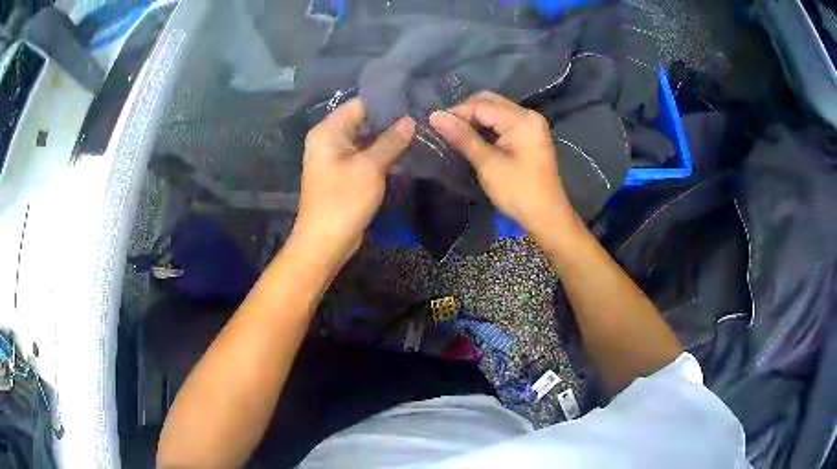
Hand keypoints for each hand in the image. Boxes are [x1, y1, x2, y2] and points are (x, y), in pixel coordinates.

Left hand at [292, 98, 414, 265]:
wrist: (325, 243)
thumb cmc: (343, 200)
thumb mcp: (370, 167)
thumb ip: (390, 141)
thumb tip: (409, 121)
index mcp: (328, 131)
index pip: (359, 105)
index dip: (386, 103)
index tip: (413, 102)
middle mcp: (329, 140)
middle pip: (362, 121)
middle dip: (390, 122)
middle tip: (421, 120)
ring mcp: (336, 158)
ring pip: (365, 140)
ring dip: (388, 140)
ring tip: (419, 134)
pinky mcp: (343, 174)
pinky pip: (364, 157)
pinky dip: (381, 156)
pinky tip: (405, 155)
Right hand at [429, 91, 574, 234]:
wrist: (546, 217)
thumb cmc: (518, 191)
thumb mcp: (488, 164)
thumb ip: (462, 137)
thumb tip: (435, 116)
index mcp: (522, 119)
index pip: (482, 105)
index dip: (456, 112)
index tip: (433, 124)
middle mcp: (528, 115)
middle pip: (490, 102)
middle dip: (465, 113)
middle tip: (443, 128)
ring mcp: (530, 125)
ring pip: (495, 112)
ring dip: (474, 120)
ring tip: (453, 133)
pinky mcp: (528, 136)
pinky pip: (502, 123)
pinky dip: (486, 128)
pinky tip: (471, 138)